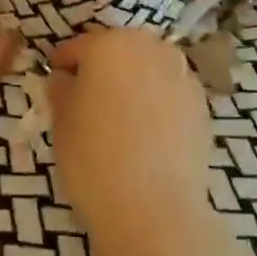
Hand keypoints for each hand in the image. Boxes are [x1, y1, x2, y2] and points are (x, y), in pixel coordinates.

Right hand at [47, 28, 215, 243]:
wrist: (155, 211)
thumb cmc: (94, 159)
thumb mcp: (61, 122)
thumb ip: (60, 90)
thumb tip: (65, 80)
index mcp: (110, 44)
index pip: (76, 48)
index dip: (61, 68)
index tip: (54, 88)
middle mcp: (151, 48)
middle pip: (118, 52)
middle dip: (101, 71)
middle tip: (86, 104)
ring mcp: (183, 76)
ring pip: (147, 71)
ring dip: (132, 85)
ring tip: (119, 122)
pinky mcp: (203, 106)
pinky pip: (169, 95)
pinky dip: (156, 105)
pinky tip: (146, 137)